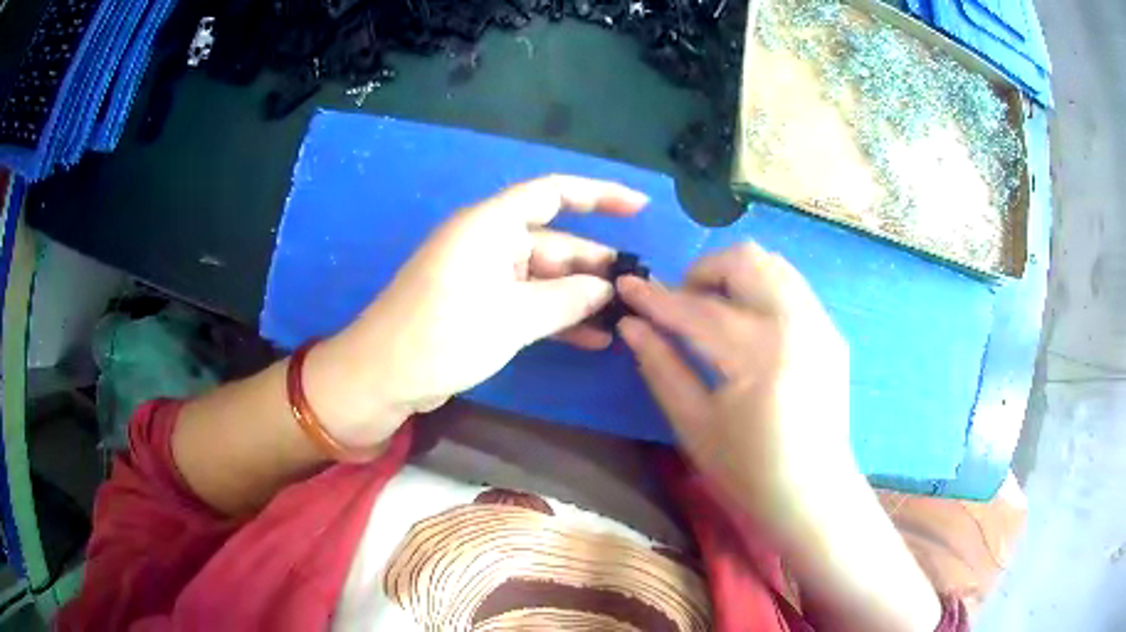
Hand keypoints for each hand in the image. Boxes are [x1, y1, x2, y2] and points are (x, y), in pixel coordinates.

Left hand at [307, 175, 647, 447]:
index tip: (640, 208)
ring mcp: (484, 276)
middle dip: (596, 265)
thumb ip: (566, 299)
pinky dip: (557, 317)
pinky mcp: (480, 306)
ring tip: (624, 318)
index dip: (599, 195)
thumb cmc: (443, 335)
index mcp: (490, 225)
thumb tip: (607, 289)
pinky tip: (593, 338)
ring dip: (580, 297)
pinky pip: (528, 302)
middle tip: (640, 289)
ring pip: (544, 277)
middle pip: (554, 242)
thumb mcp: (512, 317)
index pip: (553, 194)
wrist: (382, 377)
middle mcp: (488, 242)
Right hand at [616, 243, 854, 534]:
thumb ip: (661, 367)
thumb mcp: (693, 425)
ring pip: (772, 264)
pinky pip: (791, 287)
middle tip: (681, 305)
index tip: (627, 286)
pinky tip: (747, 326)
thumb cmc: (748, 470)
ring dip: (733, 276)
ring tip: (713, 310)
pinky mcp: (830, 331)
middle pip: (744, 260)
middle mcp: (796, 323)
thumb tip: (631, 325)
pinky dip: (760, 290)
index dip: (656, 298)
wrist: (813, 493)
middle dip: (702, 272)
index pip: (698, 309)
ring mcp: (820, 324)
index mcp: (759, 354)